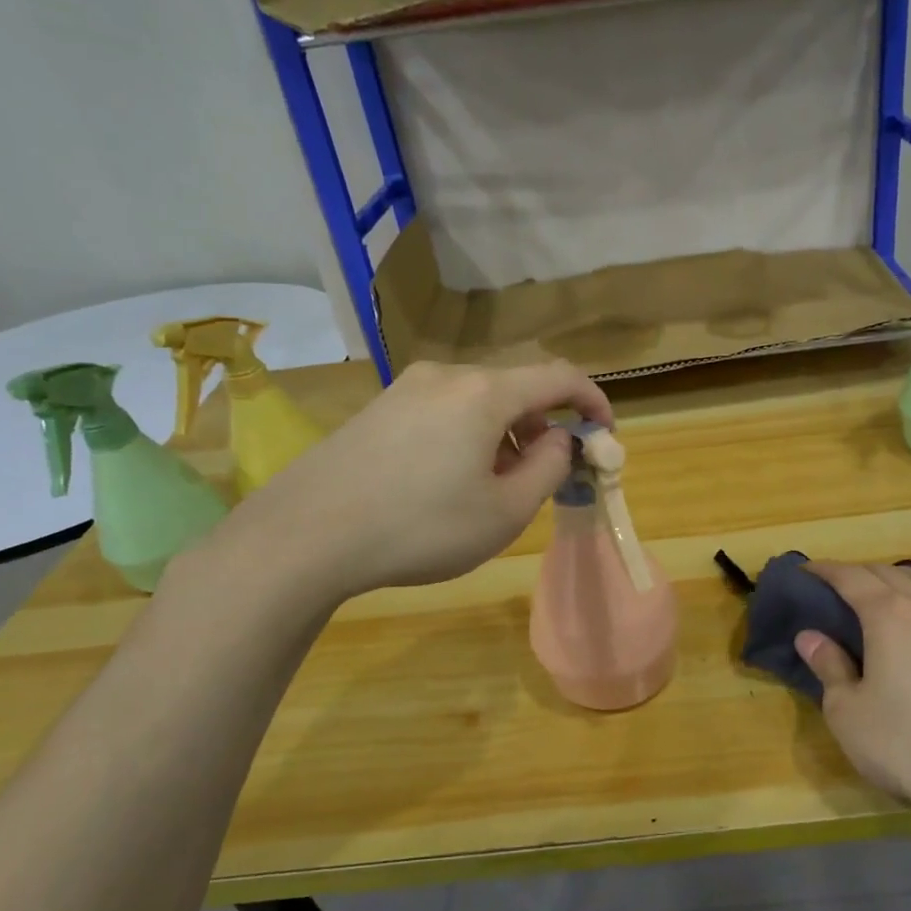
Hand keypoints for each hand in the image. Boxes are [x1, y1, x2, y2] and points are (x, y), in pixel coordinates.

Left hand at [212, 360, 610, 608]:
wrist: (305, 535)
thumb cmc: (420, 527)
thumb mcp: (505, 512)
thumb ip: (549, 468)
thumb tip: (559, 439)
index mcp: (484, 392)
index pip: (558, 376)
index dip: (592, 400)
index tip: (605, 433)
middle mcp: (446, 375)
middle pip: (516, 389)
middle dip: (543, 427)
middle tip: (546, 476)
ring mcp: (405, 388)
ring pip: (478, 401)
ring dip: (504, 434)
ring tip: (495, 487)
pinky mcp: (378, 408)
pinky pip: (443, 411)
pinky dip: (468, 436)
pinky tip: (449, 481)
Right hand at [797, 562, 910, 834]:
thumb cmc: (905, 747)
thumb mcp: (848, 713)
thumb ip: (829, 667)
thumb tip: (810, 637)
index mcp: (889, 616)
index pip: (851, 577)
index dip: (825, 570)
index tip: (805, 572)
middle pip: (889, 573)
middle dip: (858, 573)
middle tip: (834, 589)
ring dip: (897, 577)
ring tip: (881, 592)